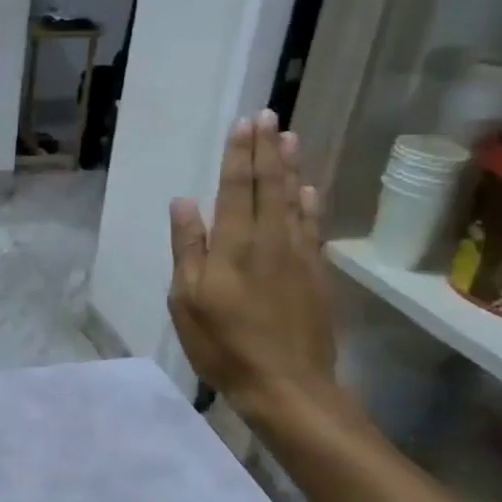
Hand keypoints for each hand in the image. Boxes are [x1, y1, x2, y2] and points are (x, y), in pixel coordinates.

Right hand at [168, 110, 340, 428]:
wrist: (286, 385)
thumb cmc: (224, 344)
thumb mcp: (187, 300)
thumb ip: (188, 248)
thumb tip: (185, 202)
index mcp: (234, 244)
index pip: (237, 187)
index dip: (240, 154)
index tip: (245, 122)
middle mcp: (270, 239)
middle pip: (270, 185)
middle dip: (267, 149)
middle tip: (269, 115)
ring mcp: (298, 256)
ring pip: (294, 200)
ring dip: (291, 167)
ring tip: (290, 138)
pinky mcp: (316, 274)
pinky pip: (313, 227)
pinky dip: (311, 204)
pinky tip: (309, 190)